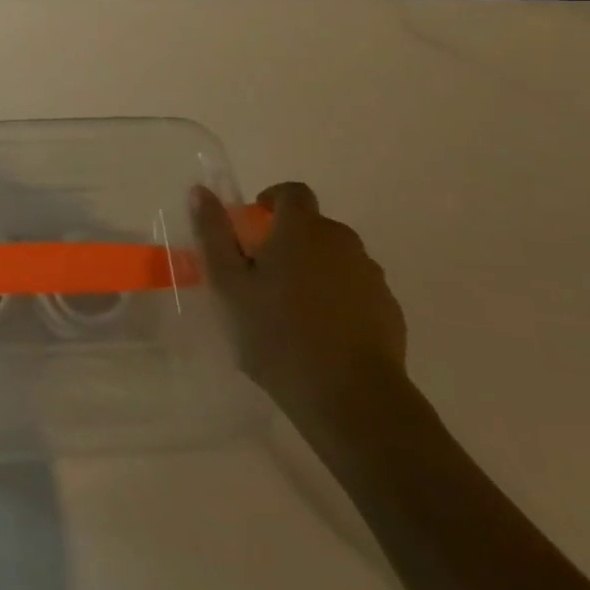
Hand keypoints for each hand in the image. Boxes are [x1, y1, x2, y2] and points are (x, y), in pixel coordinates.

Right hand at [192, 183, 406, 437]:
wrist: (351, 397)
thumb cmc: (277, 333)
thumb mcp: (229, 284)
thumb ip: (214, 234)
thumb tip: (200, 191)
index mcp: (302, 228)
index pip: (292, 192)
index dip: (272, 201)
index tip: (254, 227)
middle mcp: (342, 241)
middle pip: (314, 227)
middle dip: (289, 242)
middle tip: (262, 276)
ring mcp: (371, 276)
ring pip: (336, 260)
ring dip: (315, 271)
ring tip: (291, 311)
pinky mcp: (390, 311)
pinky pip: (356, 291)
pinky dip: (338, 300)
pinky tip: (321, 335)